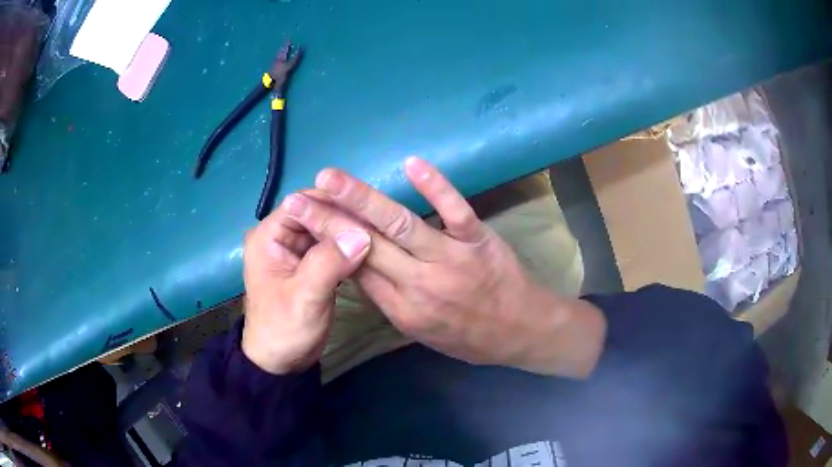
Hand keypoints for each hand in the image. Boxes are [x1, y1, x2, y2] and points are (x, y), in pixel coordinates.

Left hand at [242, 201, 370, 373]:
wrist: (282, 362)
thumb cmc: (284, 330)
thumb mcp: (304, 297)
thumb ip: (329, 263)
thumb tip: (362, 233)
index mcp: (269, 237)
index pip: (303, 203)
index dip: (334, 202)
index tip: (368, 209)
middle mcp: (281, 237)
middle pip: (317, 214)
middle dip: (346, 217)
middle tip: (380, 223)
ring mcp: (296, 251)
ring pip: (327, 230)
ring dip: (350, 232)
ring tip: (381, 234)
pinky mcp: (310, 265)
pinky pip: (332, 248)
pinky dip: (349, 249)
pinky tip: (371, 250)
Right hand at [285, 157, 606, 377]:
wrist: (522, 332)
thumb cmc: (470, 338)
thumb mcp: (422, 332)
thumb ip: (389, 300)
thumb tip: (359, 267)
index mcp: (401, 309)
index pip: (354, 269)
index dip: (327, 242)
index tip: (304, 221)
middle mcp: (418, 284)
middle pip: (364, 245)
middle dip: (326, 220)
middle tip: (298, 198)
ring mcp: (449, 259)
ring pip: (399, 224)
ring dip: (362, 199)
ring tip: (331, 179)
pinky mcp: (477, 240)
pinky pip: (454, 210)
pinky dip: (435, 186)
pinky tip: (412, 164)